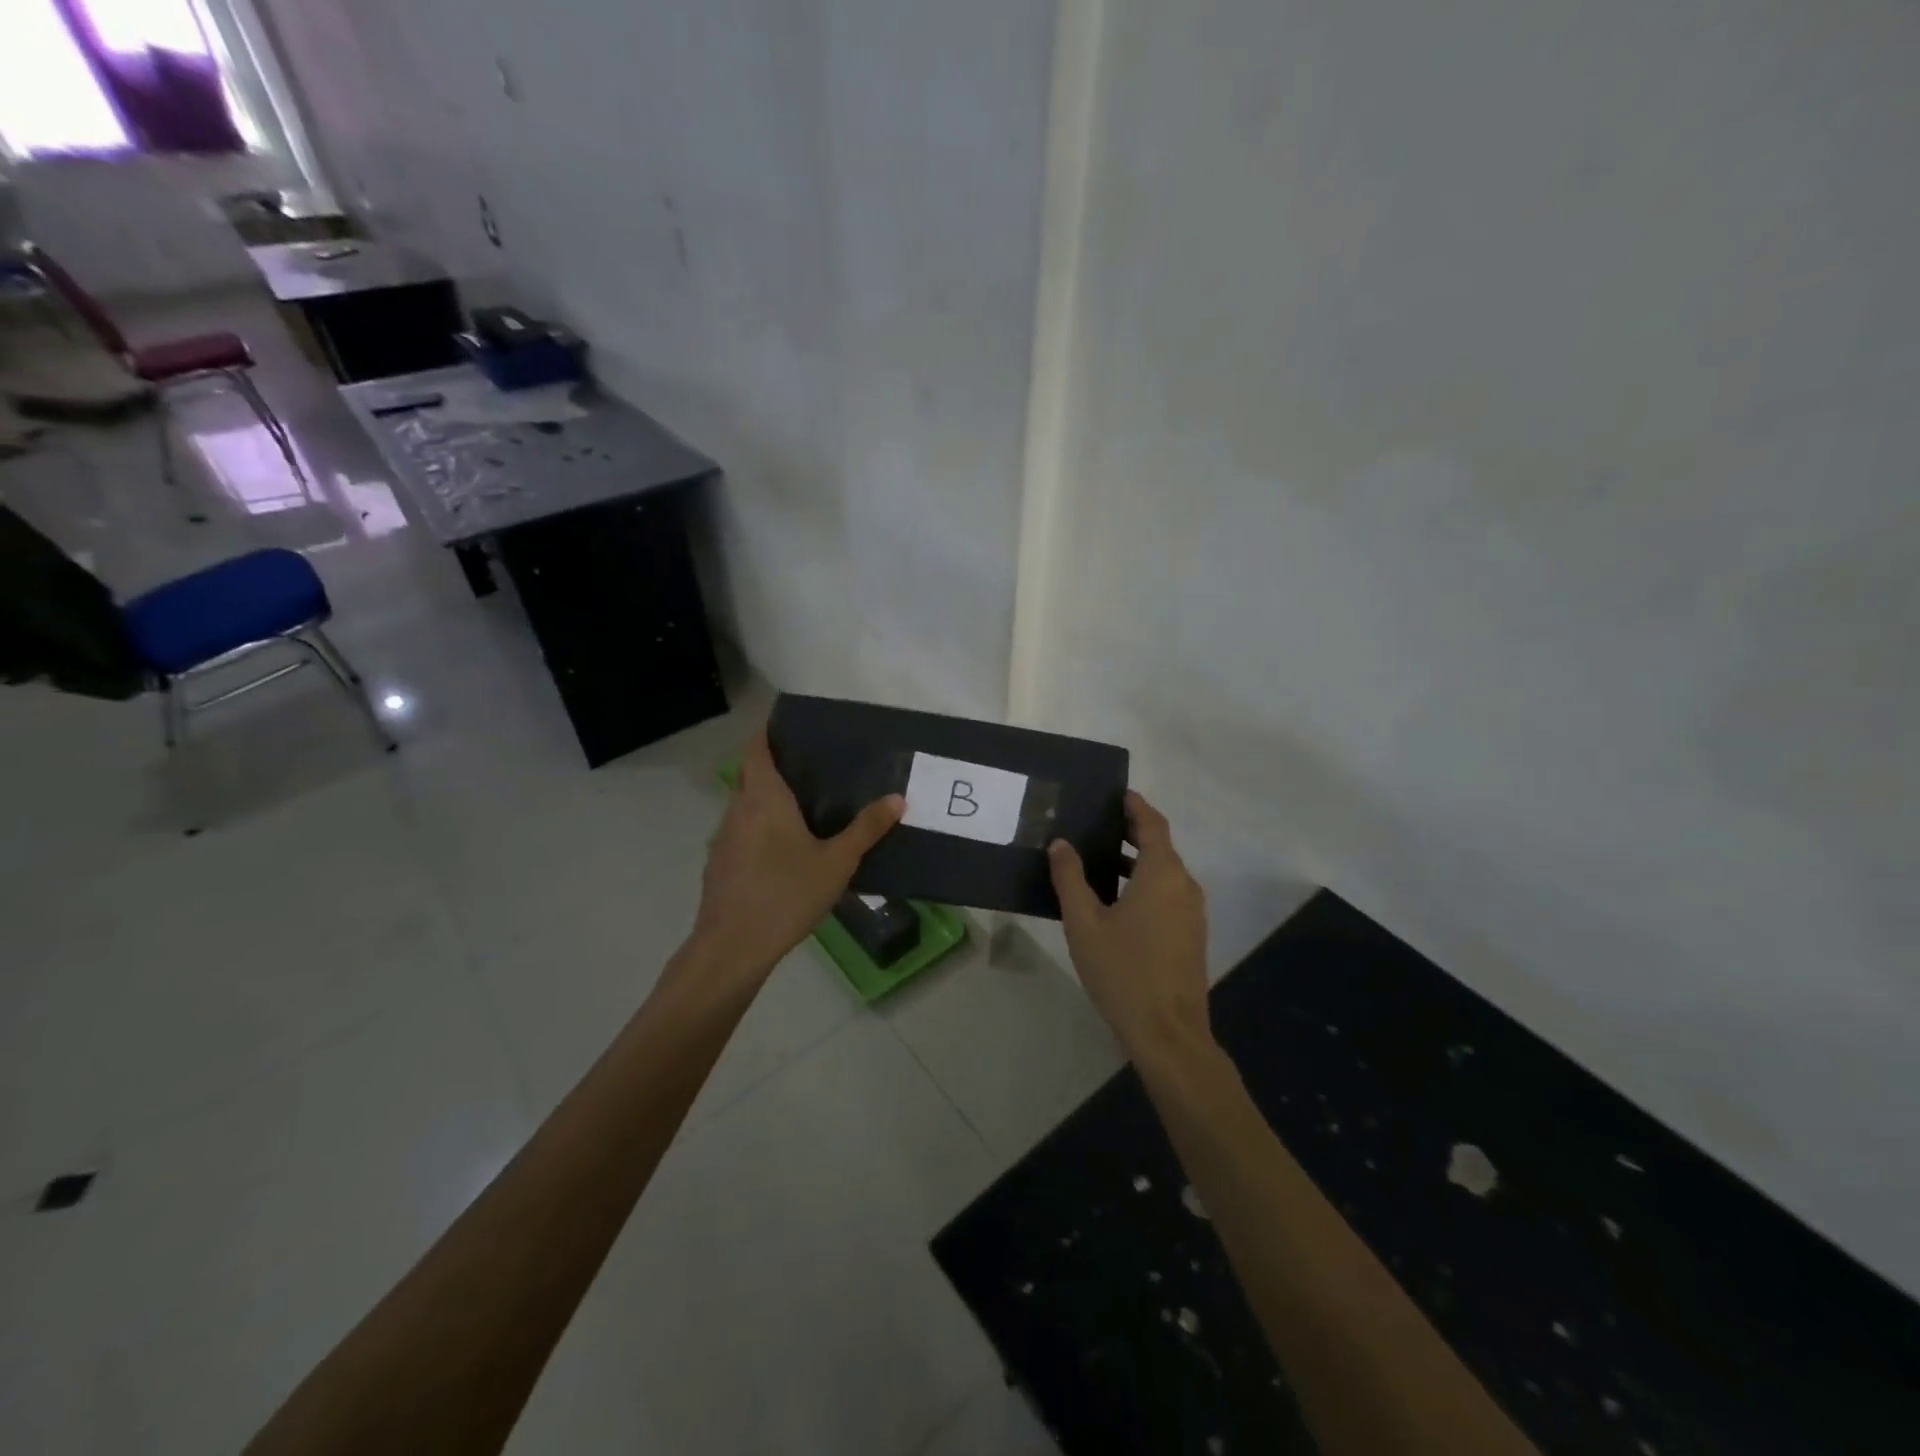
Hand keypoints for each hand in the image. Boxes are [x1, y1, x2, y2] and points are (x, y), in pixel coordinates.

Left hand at [687, 727, 903, 983]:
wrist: (733, 946)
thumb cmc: (787, 894)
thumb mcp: (837, 862)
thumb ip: (866, 829)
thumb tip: (897, 799)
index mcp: (764, 798)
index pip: (756, 749)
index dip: (767, 733)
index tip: (788, 726)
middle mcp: (738, 809)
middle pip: (750, 775)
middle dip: (772, 766)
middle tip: (809, 767)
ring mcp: (723, 838)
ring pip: (743, 805)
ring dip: (765, 799)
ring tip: (800, 807)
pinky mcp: (718, 864)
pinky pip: (740, 832)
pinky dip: (758, 828)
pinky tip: (781, 851)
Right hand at [1049, 790, 1211, 1062]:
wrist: (1168, 1033)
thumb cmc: (1122, 971)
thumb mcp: (1084, 923)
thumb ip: (1070, 878)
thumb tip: (1061, 844)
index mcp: (1162, 874)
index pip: (1153, 825)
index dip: (1136, 807)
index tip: (1118, 794)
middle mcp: (1185, 886)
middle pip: (1161, 847)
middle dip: (1133, 833)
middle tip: (1099, 826)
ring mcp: (1193, 913)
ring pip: (1166, 874)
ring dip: (1138, 862)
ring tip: (1101, 862)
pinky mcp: (1192, 936)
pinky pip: (1170, 895)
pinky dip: (1147, 885)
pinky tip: (1119, 902)